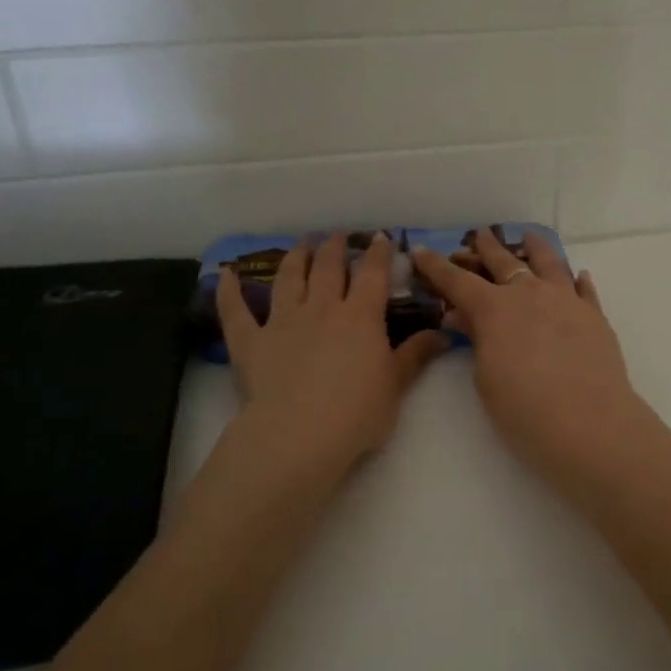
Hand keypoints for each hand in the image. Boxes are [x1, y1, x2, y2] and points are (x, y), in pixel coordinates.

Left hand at [217, 232, 448, 477]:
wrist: (300, 435)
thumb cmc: (357, 412)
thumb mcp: (395, 384)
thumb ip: (416, 355)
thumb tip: (443, 332)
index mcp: (360, 317)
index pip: (372, 275)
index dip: (377, 253)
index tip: (380, 237)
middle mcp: (322, 309)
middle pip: (328, 269)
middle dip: (335, 248)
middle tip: (337, 236)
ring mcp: (283, 322)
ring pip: (289, 279)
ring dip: (295, 258)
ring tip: (301, 243)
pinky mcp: (250, 343)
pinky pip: (236, 312)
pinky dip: (230, 291)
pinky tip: (226, 273)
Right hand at [412, 230, 654, 484]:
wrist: (588, 422)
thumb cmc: (523, 408)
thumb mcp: (486, 377)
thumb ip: (476, 339)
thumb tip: (463, 316)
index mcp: (494, 308)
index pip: (457, 281)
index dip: (435, 267)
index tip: (420, 250)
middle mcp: (530, 294)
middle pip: (504, 262)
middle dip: (487, 248)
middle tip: (480, 235)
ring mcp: (566, 300)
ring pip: (549, 263)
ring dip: (535, 248)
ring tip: (529, 237)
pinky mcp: (595, 316)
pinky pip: (584, 289)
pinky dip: (578, 280)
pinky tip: (579, 275)